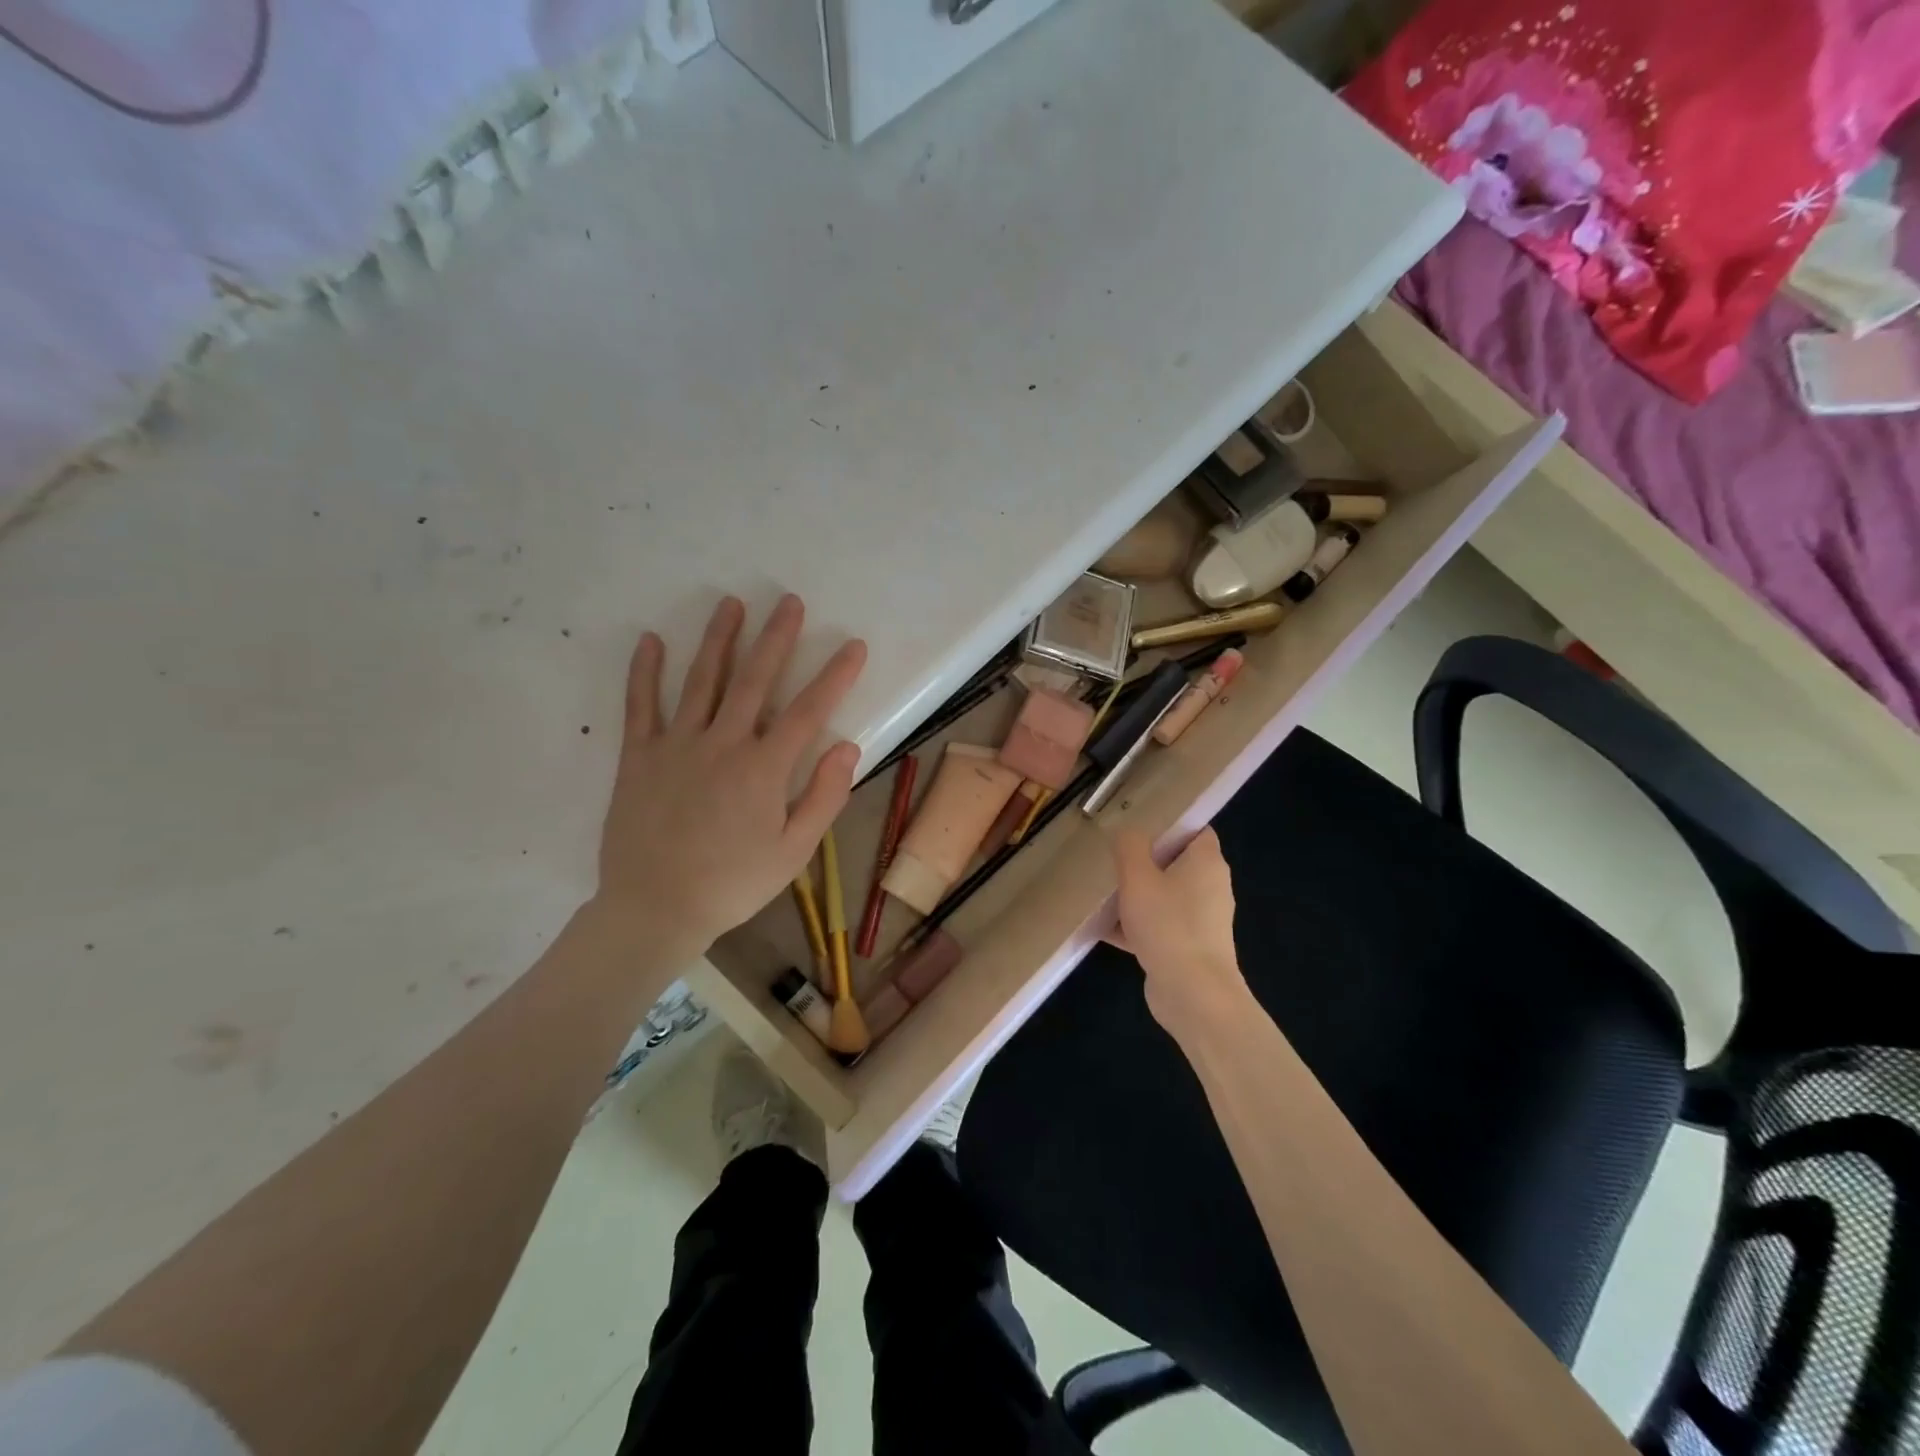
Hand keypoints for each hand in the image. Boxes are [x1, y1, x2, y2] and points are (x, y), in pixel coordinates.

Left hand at [592, 594, 866, 961]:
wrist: (654, 909)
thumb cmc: (732, 884)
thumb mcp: (793, 853)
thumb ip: (823, 798)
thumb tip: (847, 748)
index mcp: (763, 769)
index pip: (808, 711)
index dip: (834, 676)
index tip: (853, 645)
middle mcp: (722, 745)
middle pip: (754, 680)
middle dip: (776, 638)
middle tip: (788, 601)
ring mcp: (676, 745)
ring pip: (702, 681)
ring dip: (719, 639)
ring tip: (732, 604)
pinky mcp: (638, 757)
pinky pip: (640, 706)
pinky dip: (644, 672)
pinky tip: (650, 640)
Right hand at [1107, 827, 1247, 1034]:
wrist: (1193, 995)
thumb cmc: (1168, 925)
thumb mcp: (1138, 877)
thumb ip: (1129, 847)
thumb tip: (1127, 833)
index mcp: (1207, 863)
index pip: (1195, 829)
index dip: (1169, 823)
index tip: (1138, 823)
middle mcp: (1210, 888)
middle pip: (1175, 863)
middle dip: (1143, 860)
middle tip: (1111, 856)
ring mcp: (1201, 921)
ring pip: (1164, 896)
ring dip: (1135, 895)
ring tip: (1101, 891)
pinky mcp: (1188, 948)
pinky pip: (1158, 926)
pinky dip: (1135, 926)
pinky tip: (1102, 929)